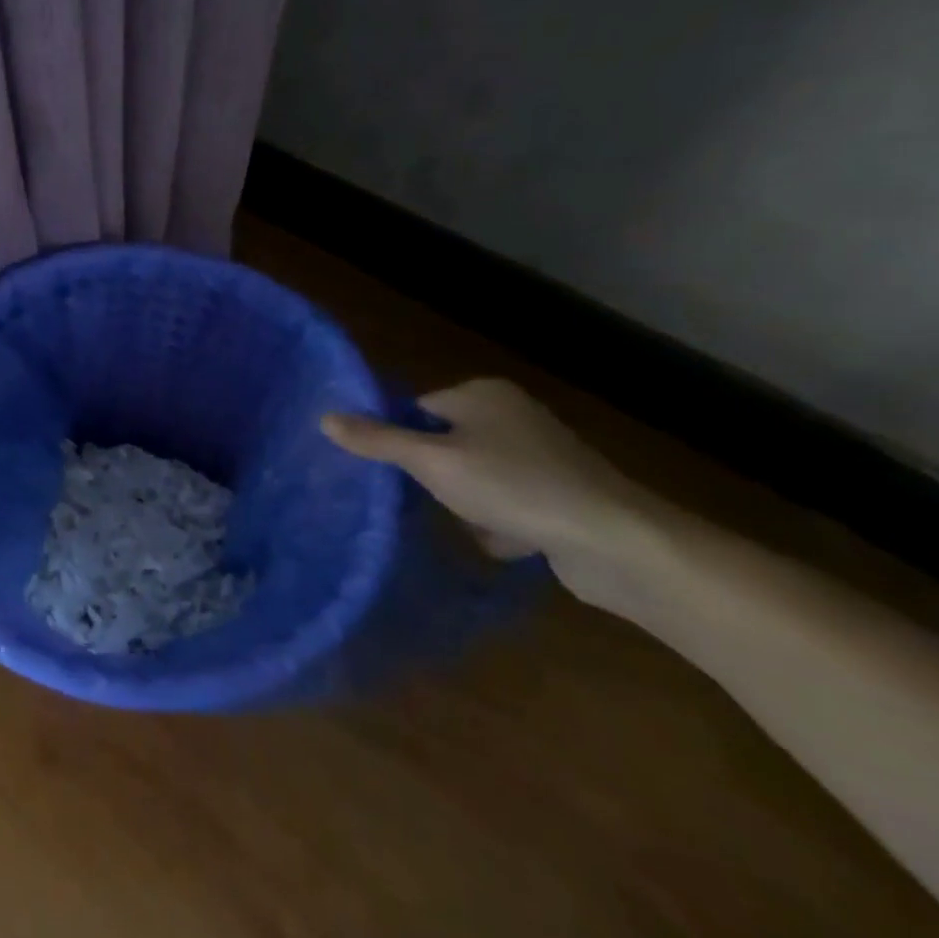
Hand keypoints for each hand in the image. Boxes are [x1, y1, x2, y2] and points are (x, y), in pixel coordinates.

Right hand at [320, 379, 668, 608]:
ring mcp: (540, 454)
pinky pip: (505, 502)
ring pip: (471, 477)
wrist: (614, 542)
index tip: (387, 472)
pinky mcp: (559, 492)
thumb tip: (323, 417)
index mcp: (482, 395)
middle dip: (435, 479)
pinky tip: (509, 540)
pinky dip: (500, 522)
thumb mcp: (432, 462)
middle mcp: (511, 415)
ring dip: (466, 505)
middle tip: (430, 500)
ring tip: (476, 524)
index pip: (416, 408)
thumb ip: (377, 441)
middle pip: (442, 445)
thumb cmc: (513, 486)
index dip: (399, 440)